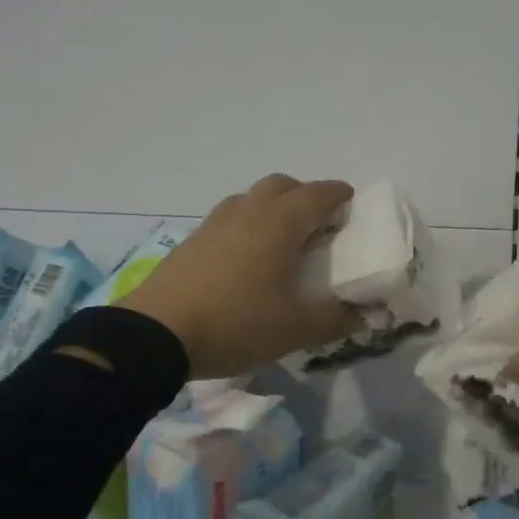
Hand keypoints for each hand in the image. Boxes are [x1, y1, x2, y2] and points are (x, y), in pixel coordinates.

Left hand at [121, 175, 361, 378]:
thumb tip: (361, 314)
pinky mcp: (192, 240)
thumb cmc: (235, 324)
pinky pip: (229, 218)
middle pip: (282, 185)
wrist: (157, 333)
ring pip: (251, 198)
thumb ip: (334, 319)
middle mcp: (248, 211)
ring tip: (281, 239)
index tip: (351, 203)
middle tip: (318, 223)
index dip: (338, 195)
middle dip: (304, 195)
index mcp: (279, 223)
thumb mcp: (294, 329)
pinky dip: (246, 224)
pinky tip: (245, 257)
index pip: (318, 194)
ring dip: (272, 207)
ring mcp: (215, 222)